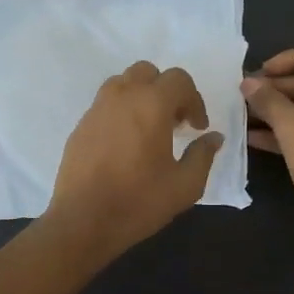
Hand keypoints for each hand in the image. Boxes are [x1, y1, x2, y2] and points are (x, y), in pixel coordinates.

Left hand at [45, 61, 223, 263]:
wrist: (83, 221)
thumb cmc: (139, 201)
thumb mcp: (185, 185)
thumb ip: (203, 155)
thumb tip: (213, 138)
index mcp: (151, 104)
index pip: (179, 80)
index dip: (194, 100)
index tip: (197, 128)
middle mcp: (122, 96)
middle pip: (148, 72)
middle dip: (166, 91)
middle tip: (174, 121)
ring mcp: (96, 109)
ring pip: (123, 83)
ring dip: (141, 96)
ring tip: (149, 128)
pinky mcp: (80, 126)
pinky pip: (105, 104)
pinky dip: (121, 112)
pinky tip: (126, 144)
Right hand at [241, 47, 293, 235]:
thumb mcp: (293, 126)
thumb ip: (269, 100)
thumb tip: (247, 83)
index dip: (292, 59)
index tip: (263, 70)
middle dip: (279, 88)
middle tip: (246, 93)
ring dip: (277, 111)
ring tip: (243, 113)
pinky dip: (283, 133)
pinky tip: (251, 137)